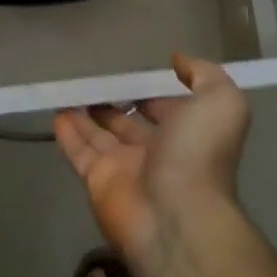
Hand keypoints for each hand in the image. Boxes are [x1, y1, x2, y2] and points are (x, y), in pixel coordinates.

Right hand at [54, 54, 251, 262]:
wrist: (176, 216)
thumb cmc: (198, 154)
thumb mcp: (220, 102)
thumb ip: (203, 75)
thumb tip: (178, 60)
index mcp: (187, 134)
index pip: (166, 108)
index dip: (152, 92)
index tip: (133, 74)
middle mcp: (156, 152)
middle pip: (131, 123)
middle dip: (116, 104)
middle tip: (94, 83)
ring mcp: (125, 168)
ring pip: (101, 136)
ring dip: (86, 116)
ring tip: (68, 93)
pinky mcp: (97, 180)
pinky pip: (79, 152)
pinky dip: (68, 134)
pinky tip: (56, 114)